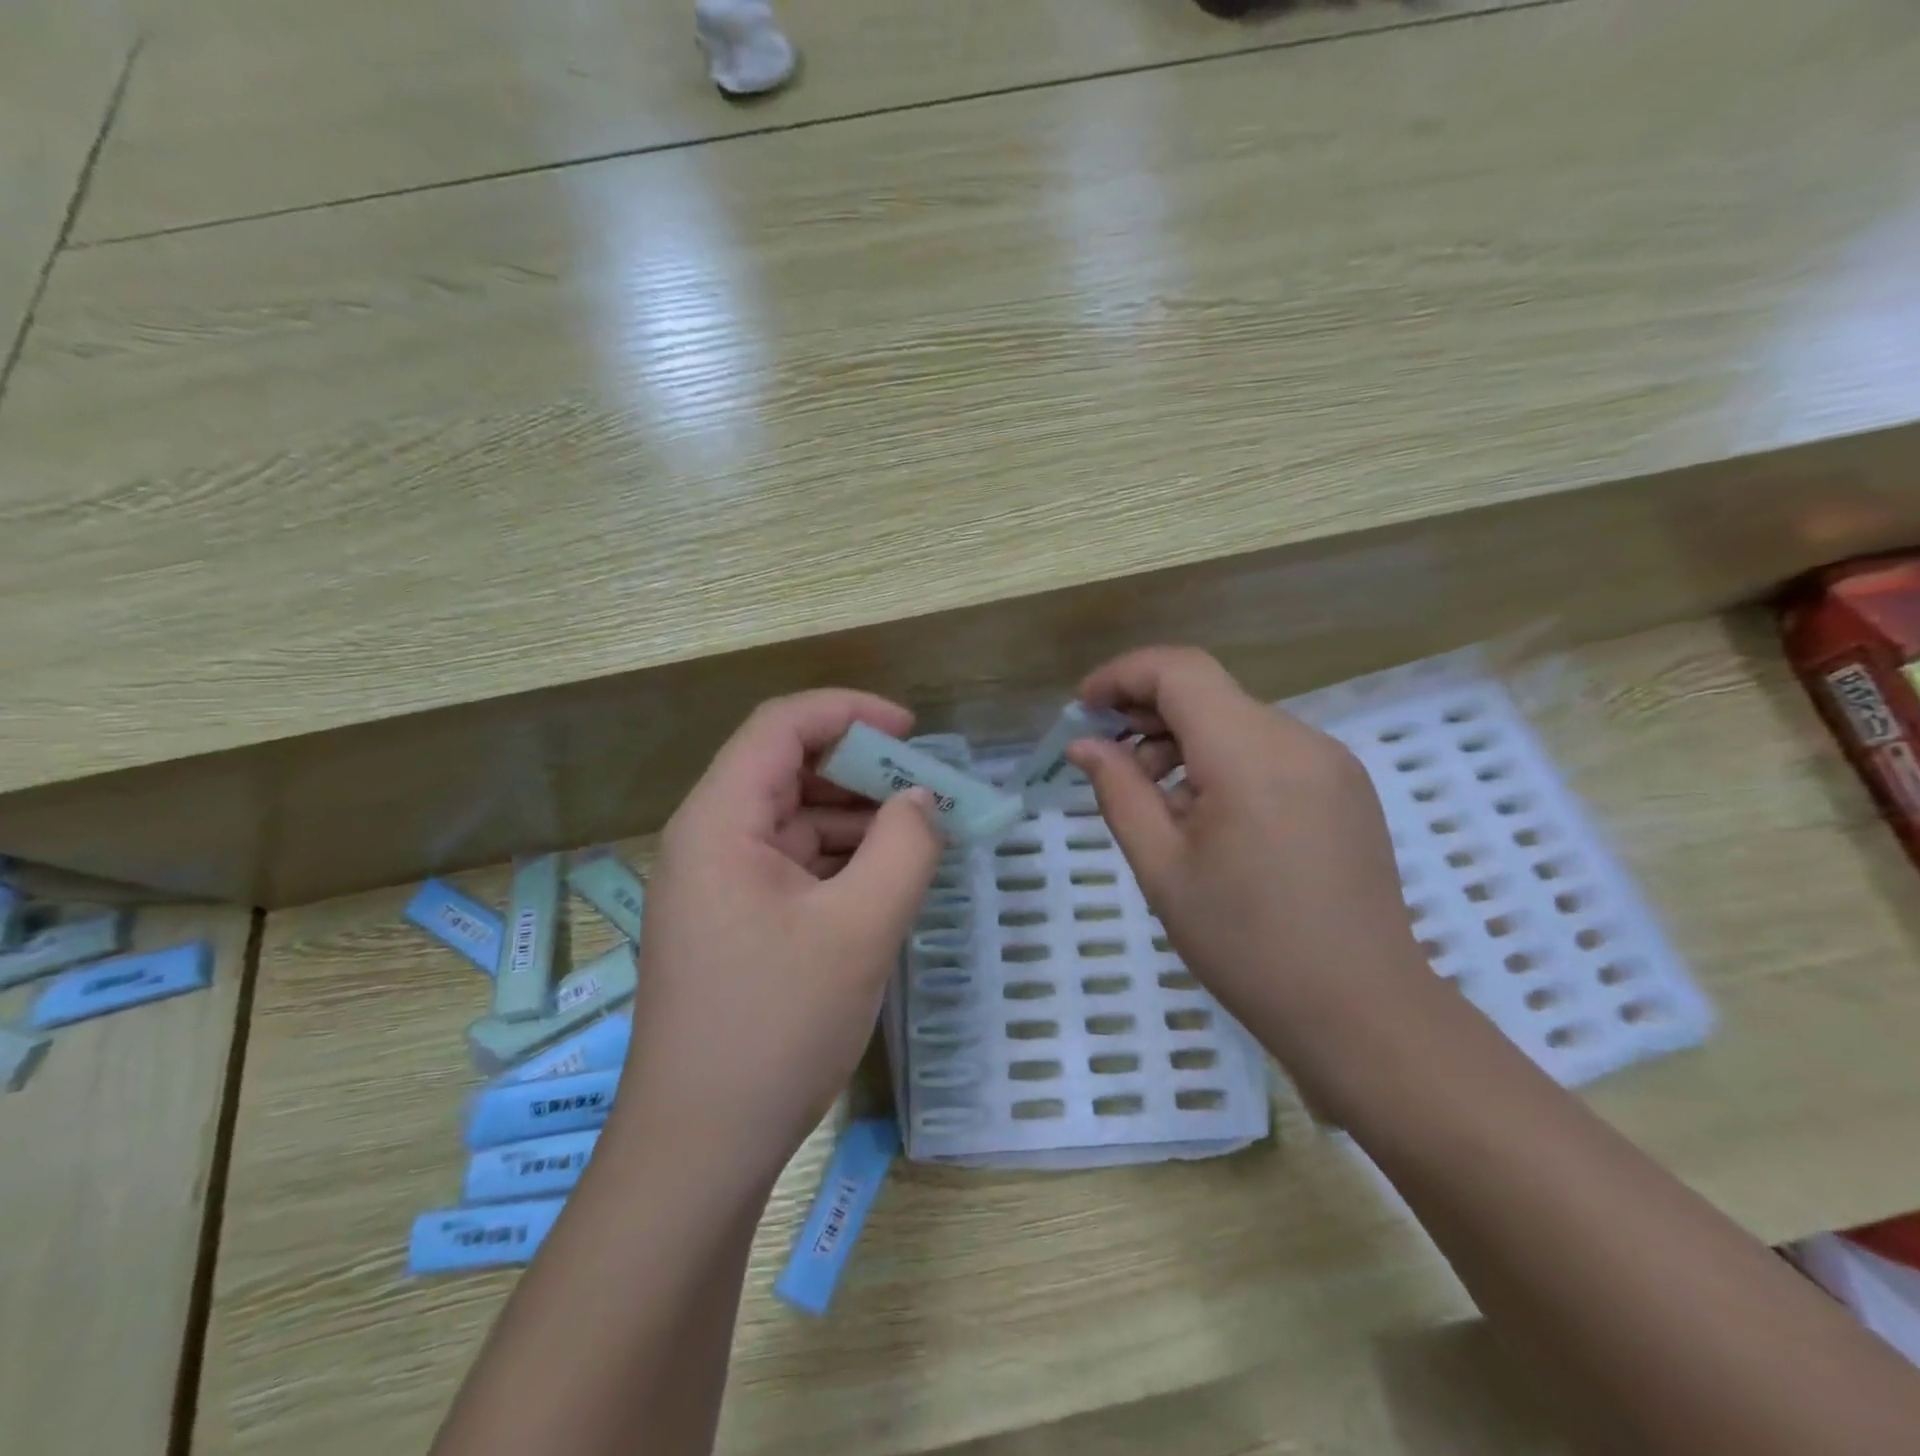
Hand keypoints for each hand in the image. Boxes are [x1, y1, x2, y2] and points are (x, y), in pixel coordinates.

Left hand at [613, 690, 940, 1178]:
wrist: (701, 1149)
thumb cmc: (775, 1028)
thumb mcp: (859, 931)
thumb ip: (904, 849)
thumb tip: (923, 800)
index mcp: (720, 822)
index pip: (782, 726)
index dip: (850, 711)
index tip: (913, 732)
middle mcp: (709, 840)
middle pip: (788, 768)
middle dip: (863, 769)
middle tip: (929, 790)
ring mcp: (718, 884)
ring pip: (794, 819)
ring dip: (857, 817)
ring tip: (922, 834)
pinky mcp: (734, 921)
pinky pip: (793, 864)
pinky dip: (841, 859)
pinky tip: (886, 879)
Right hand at [1066, 647, 1427, 1037]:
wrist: (1361, 1011)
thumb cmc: (1246, 945)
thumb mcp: (1162, 869)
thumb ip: (1119, 792)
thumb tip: (1084, 745)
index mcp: (1250, 754)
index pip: (1178, 671)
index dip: (1121, 676)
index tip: (1081, 709)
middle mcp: (1298, 739)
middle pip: (1208, 691)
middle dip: (1147, 713)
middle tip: (1108, 763)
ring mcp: (1330, 761)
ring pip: (1237, 720)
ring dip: (1184, 741)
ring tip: (1157, 804)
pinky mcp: (1345, 786)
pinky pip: (1269, 749)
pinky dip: (1222, 761)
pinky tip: (1207, 817)